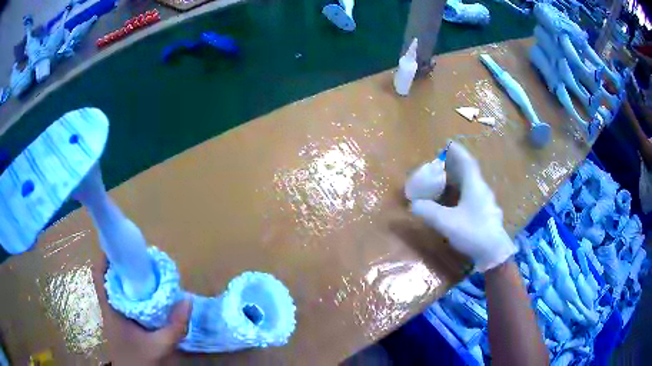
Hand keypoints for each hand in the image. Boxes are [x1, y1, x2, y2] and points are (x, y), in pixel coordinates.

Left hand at [92, 257, 191, 364]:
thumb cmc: (140, 361)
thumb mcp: (160, 346)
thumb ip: (175, 326)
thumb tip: (188, 300)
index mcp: (110, 309)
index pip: (98, 275)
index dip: (104, 256)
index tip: (120, 244)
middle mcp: (108, 307)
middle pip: (106, 277)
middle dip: (118, 263)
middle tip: (138, 257)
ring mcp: (112, 315)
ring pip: (112, 287)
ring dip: (123, 276)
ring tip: (142, 270)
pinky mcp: (118, 321)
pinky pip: (119, 298)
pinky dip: (128, 290)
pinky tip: (143, 294)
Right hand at [410, 141, 516, 271]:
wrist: (494, 253)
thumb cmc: (473, 232)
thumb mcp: (447, 222)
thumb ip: (429, 212)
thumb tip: (414, 204)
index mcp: (475, 186)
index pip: (467, 162)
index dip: (458, 152)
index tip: (448, 144)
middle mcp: (482, 190)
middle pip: (469, 172)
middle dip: (456, 166)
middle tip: (442, 165)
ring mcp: (486, 202)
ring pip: (472, 185)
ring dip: (460, 180)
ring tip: (447, 181)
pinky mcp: (487, 213)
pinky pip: (473, 195)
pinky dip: (463, 192)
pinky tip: (457, 202)